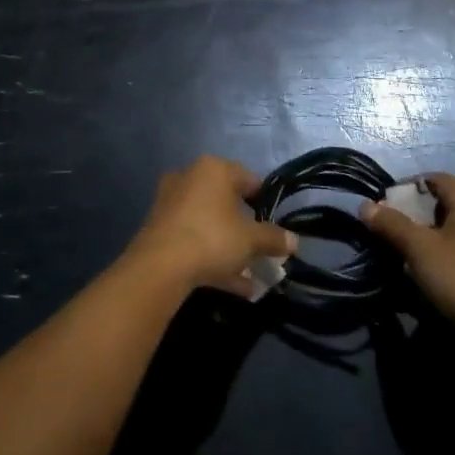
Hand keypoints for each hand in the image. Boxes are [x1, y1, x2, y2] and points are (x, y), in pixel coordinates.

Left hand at [128, 155, 296, 297]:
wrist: (159, 266)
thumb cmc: (212, 238)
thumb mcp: (251, 240)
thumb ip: (274, 238)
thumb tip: (295, 241)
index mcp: (213, 168)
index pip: (248, 179)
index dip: (265, 203)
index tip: (275, 227)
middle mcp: (189, 178)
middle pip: (227, 203)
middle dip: (246, 230)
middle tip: (262, 252)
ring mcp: (170, 203)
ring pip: (210, 225)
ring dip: (231, 248)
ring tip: (251, 276)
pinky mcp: (159, 229)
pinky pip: (194, 240)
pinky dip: (212, 258)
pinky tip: (234, 285)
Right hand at [360, 173, 454, 343]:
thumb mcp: (419, 248)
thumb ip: (391, 223)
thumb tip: (365, 206)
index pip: (433, 179)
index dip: (405, 190)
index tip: (384, 210)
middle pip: (445, 201)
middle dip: (416, 214)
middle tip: (394, 233)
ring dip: (431, 233)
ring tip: (410, 253)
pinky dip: (449, 248)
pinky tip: (435, 269)